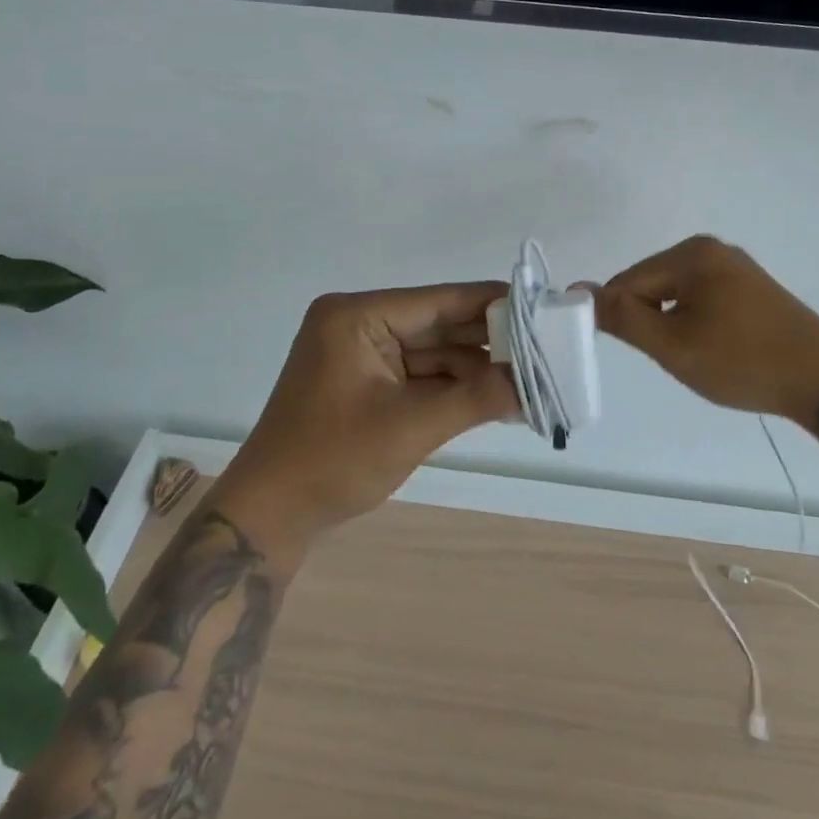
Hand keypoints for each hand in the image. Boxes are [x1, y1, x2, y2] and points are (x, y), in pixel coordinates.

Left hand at [211, 284, 517, 562]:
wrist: (271, 517)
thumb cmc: (332, 462)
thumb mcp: (410, 427)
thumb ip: (476, 398)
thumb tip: (535, 383)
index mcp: (358, 316)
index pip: (439, 301)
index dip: (492, 304)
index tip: (542, 308)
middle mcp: (361, 323)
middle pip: (439, 325)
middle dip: (489, 341)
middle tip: (547, 348)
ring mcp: (364, 353)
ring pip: (435, 352)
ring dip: (477, 368)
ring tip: (532, 376)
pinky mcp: (368, 381)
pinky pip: (422, 374)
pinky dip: (455, 386)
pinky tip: (498, 394)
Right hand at [593, 237, 818, 429]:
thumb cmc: (743, 361)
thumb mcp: (673, 345)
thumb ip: (623, 317)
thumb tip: (579, 290)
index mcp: (691, 254)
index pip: (629, 280)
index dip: (619, 316)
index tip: (628, 349)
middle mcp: (712, 249)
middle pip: (653, 282)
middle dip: (650, 319)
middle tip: (671, 358)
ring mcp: (736, 266)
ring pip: (677, 293)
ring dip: (672, 323)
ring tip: (696, 357)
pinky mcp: (752, 287)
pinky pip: (703, 298)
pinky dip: (696, 322)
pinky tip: (715, 348)